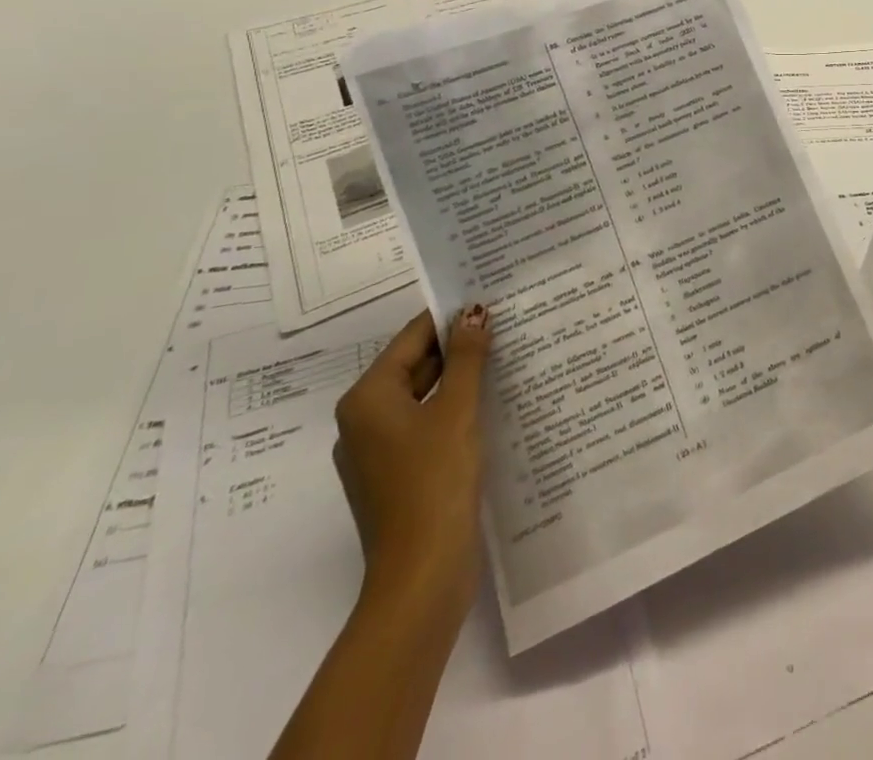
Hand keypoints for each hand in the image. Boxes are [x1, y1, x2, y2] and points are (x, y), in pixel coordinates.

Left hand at [333, 306, 491, 629]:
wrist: (422, 575)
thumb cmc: (434, 481)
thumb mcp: (457, 409)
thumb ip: (467, 357)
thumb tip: (473, 312)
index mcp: (368, 398)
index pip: (412, 337)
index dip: (450, 316)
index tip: (489, 297)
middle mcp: (364, 420)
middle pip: (416, 366)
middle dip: (459, 347)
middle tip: (507, 322)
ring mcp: (379, 452)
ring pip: (424, 397)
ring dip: (461, 378)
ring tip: (508, 355)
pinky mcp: (398, 476)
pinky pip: (427, 425)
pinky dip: (456, 410)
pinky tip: (493, 403)